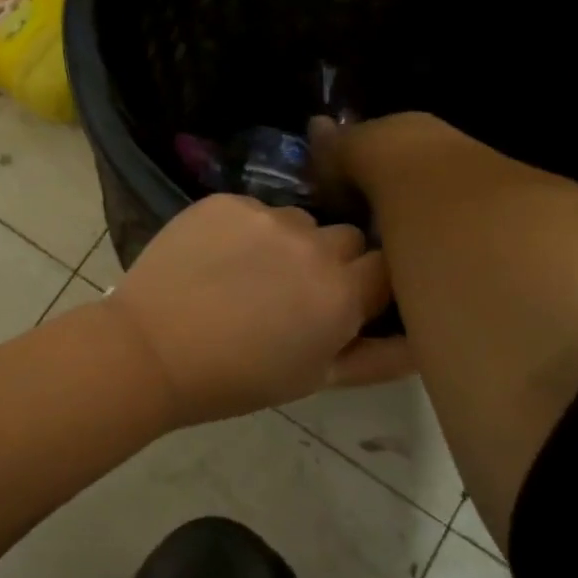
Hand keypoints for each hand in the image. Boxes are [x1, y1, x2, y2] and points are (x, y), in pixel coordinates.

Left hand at [104, 195, 412, 427]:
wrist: (150, 350)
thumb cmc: (236, 378)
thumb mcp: (315, 378)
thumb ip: (380, 358)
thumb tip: (426, 340)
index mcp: (342, 293)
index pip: (387, 266)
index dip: (369, 285)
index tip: (348, 300)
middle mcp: (314, 244)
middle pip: (348, 238)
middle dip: (333, 261)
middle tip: (293, 293)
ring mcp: (267, 215)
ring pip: (301, 220)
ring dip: (290, 242)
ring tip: (250, 275)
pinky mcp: (226, 200)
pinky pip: (255, 208)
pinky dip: (248, 228)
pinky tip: (218, 257)